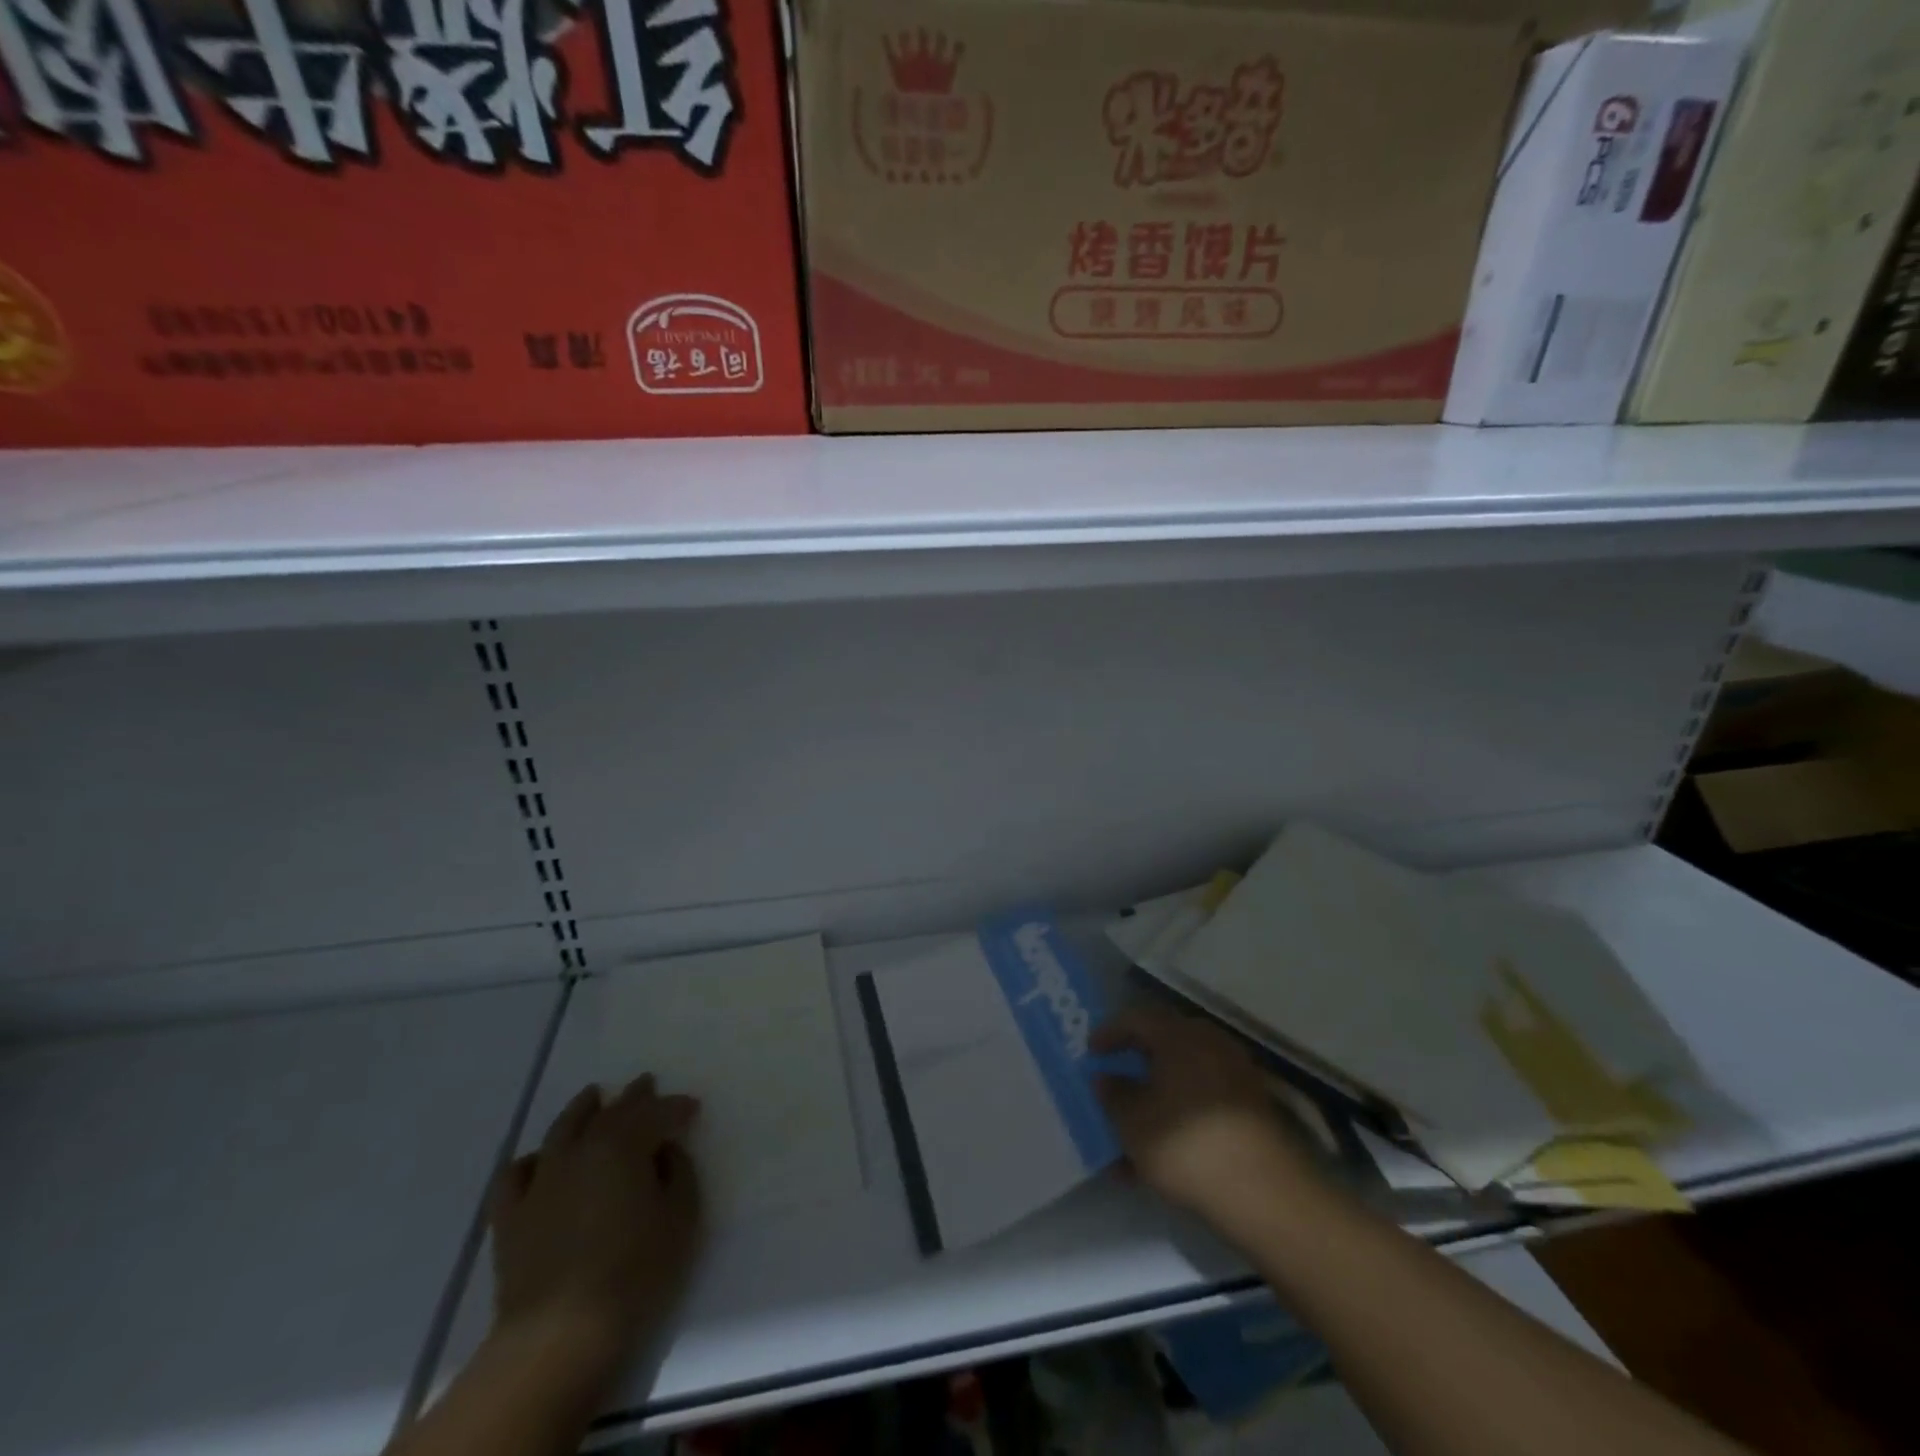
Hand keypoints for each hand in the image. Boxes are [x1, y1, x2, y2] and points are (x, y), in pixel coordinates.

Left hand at [489, 1075, 702, 1380]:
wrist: (558, 1332)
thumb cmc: (633, 1271)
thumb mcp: (680, 1217)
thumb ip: (678, 1173)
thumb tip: (664, 1151)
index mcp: (624, 1146)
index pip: (656, 1113)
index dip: (676, 1107)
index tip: (693, 1108)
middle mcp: (580, 1149)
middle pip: (611, 1112)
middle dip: (633, 1097)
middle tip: (646, 1084)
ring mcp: (540, 1180)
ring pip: (562, 1129)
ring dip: (581, 1109)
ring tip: (593, 1097)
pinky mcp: (510, 1216)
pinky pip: (516, 1173)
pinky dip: (531, 1159)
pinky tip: (540, 1160)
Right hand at [1093, 1008, 1320, 1230]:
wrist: (1264, 1194)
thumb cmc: (1186, 1145)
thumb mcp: (1133, 1122)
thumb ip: (1113, 1095)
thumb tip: (1105, 1078)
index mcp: (1179, 1035)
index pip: (1136, 1019)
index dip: (1109, 1033)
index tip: (1091, 1051)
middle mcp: (1210, 1043)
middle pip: (1164, 1043)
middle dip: (1136, 1062)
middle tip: (1115, 1078)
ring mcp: (1236, 1075)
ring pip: (1184, 1076)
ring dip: (1157, 1095)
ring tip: (1134, 1128)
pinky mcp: (1252, 1108)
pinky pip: (1204, 1100)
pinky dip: (1181, 1114)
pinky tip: (1164, 1153)